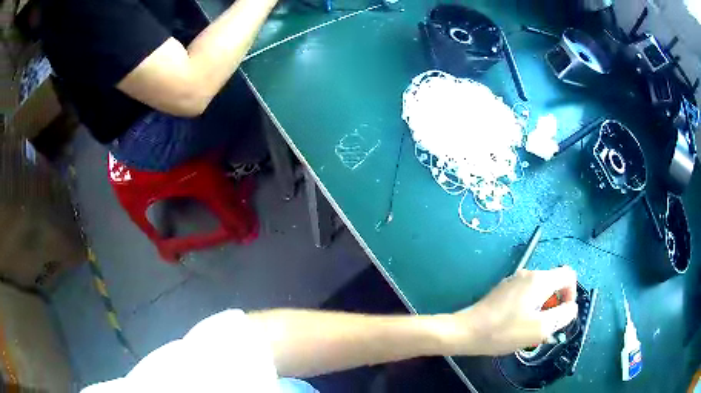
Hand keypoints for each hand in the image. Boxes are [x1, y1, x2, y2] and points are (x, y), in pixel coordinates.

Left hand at [441, 267, 577, 355]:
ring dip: (542, 308)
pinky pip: (526, 295)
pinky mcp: (503, 290)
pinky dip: (529, 307)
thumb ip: (562, 316)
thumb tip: (572, 308)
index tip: (562, 314)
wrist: (466, 331)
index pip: (569, 275)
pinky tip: (517, 325)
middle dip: (555, 304)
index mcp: (540, 279)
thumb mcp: (540, 328)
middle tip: (545, 327)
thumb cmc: (504, 331)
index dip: (572, 294)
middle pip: (554, 283)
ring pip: (540, 291)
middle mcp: (528, 274)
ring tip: (530, 329)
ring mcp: (514, 280)